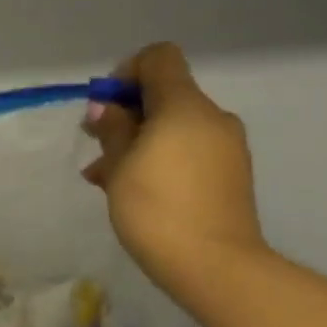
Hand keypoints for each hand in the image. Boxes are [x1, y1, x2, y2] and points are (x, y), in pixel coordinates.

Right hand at [83, 43, 266, 297]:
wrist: (216, 267)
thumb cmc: (157, 209)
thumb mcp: (120, 166)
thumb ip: (113, 129)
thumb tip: (107, 108)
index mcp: (185, 106)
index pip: (159, 58)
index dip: (126, 72)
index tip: (105, 107)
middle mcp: (212, 118)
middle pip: (165, 94)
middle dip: (127, 114)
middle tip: (97, 146)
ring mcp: (226, 147)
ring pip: (174, 127)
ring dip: (139, 141)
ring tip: (106, 177)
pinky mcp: (230, 175)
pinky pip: (189, 150)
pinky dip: (160, 158)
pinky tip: (134, 190)